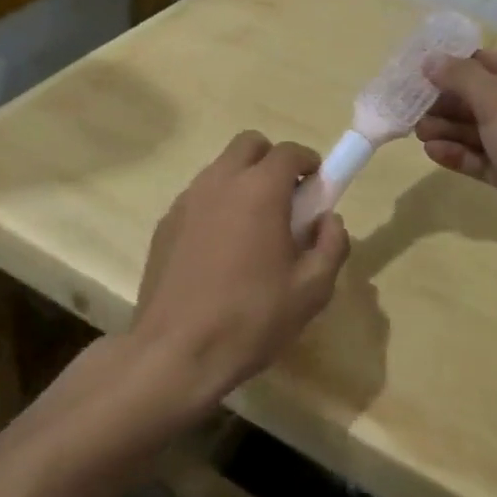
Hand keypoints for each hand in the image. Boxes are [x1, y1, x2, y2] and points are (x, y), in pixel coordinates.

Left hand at [129, 132, 350, 413]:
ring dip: (242, 181)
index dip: (309, 163)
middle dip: (272, 161)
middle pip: (249, 145)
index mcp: (259, 190)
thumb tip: (329, 221)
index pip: (289, 152)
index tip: (318, 187)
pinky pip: (199, 196)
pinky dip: (216, 205)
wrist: (176, 351)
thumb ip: (332, 246)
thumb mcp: (311, 290)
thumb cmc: (251, 318)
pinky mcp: (165, 223)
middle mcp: (220, 182)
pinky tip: (220, 250)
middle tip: (285, 201)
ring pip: (221, 168)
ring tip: (252, 230)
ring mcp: (187, 200)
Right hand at [416, 50, 496, 276]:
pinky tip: (433, 153)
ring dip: (451, 129)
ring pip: (487, 131)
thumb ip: (463, 78)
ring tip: (417, 131)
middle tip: (415, 105)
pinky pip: (488, 160)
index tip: (426, 69)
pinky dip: (463, 154)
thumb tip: (431, 60)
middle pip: (491, 99)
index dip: (464, 64)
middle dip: (451, 102)